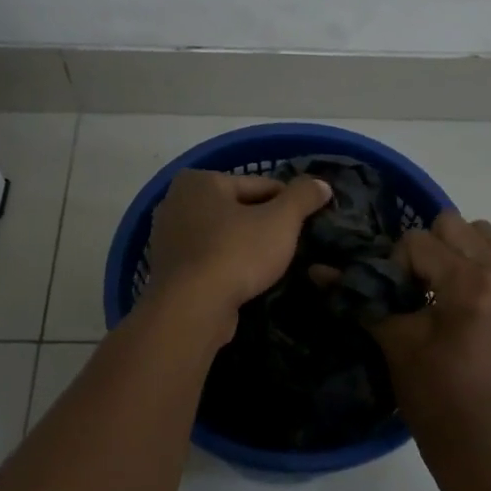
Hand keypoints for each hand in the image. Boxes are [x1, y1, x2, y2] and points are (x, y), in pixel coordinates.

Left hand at [147, 170, 332, 317]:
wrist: (192, 309)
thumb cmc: (236, 253)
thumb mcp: (281, 221)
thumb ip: (303, 197)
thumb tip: (321, 184)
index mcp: (200, 181)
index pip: (259, 185)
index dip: (289, 204)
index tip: (307, 223)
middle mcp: (176, 202)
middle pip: (239, 210)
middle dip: (265, 225)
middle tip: (293, 246)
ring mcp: (168, 238)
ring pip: (224, 236)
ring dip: (247, 247)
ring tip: (274, 266)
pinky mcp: (170, 270)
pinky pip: (210, 260)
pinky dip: (229, 266)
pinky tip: (248, 281)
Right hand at [370, 212, 490, 461]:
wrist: (482, 444)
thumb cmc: (434, 396)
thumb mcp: (395, 342)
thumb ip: (362, 298)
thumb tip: (317, 270)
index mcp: (469, 283)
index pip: (417, 241)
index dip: (393, 264)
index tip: (391, 296)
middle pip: (453, 225)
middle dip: (426, 250)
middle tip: (415, 287)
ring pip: (484, 234)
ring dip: (458, 251)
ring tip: (444, 289)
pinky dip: (488, 264)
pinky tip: (471, 296)